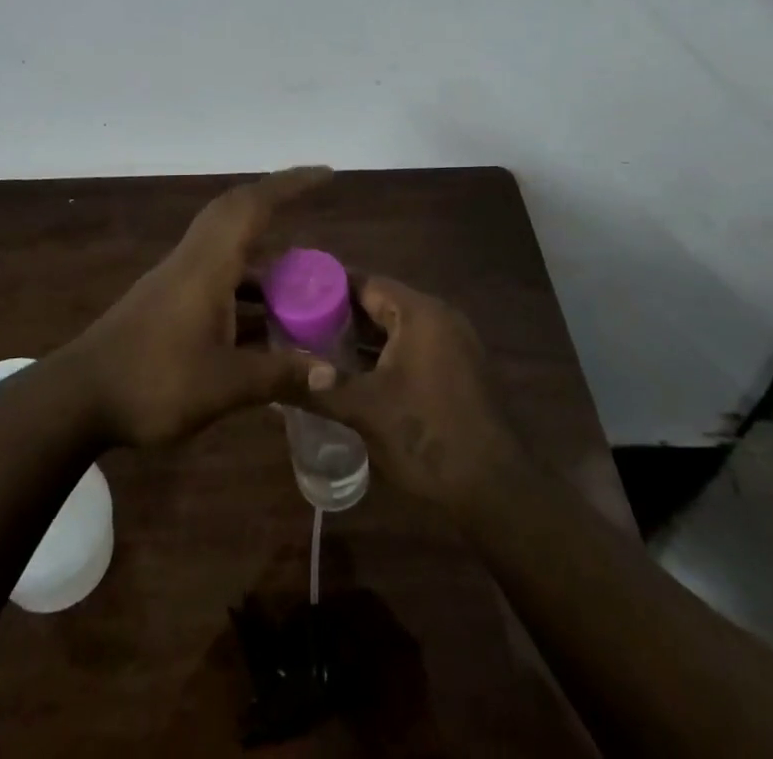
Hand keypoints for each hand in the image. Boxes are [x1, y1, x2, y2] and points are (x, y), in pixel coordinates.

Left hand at [60, 167, 337, 446]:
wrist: (79, 398)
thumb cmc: (152, 382)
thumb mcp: (223, 385)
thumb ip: (279, 376)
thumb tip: (332, 375)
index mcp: (208, 265)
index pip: (253, 206)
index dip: (290, 185)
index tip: (325, 174)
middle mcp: (193, 261)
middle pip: (236, 212)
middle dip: (276, 200)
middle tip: (313, 203)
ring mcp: (177, 280)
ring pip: (227, 248)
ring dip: (263, 253)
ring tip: (303, 280)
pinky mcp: (168, 302)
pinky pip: (218, 276)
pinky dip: (246, 286)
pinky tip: (265, 322)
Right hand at [294, 277, 529, 516]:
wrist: (496, 490)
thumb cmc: (427, 436)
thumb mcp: (365, 411)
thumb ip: (320, 388)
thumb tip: (275, 377)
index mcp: (420, 313)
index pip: (367, 283)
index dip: (329, 286)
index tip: (296, 291)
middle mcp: (440, 319)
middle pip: (382, 304)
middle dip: (342, 314)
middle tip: (299, 322)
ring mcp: (455, 346)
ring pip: (398, 329)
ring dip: (363, 338)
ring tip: (319, 347)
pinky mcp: (460, 372)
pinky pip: (414, 349)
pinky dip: (385, 355)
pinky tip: (357, 374)